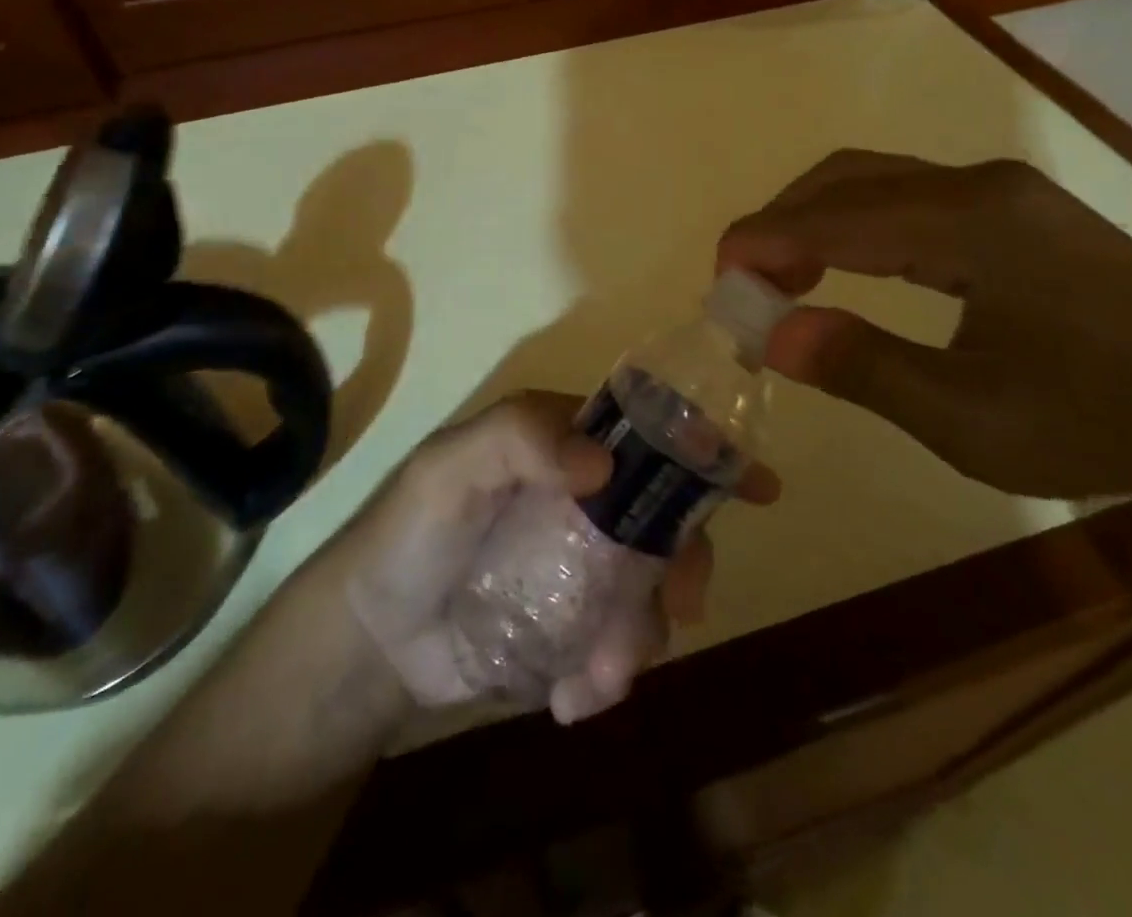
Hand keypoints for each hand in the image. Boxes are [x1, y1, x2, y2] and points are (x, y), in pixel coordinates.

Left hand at [346, 392, 779, 723]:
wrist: (374, 639)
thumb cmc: (409, 535)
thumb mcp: (450, 469)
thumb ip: (519, 441)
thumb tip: (603, 463)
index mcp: (562, 446)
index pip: (644, 434)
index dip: (702, 452)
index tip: (756, 486)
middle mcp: (585, 498)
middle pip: (666, 518)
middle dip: (685, 563)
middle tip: (681, 607)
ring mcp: (585, 565)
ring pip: (653, 590)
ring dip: (639, 635)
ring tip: (595, 672)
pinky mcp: (577, 626)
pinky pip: (623, 648)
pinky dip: (610, 675)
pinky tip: (570, 696)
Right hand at [717, 151, 1131, 504]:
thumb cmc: (1103, 425)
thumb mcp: (970, 419)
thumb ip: (863, 368)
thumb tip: (771, 334)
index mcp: (972, 221)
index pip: (836, 215)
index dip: (765, 239)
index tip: (719, 276)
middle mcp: (983, 185)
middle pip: (850, 178)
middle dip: (783, 221)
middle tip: (748, 281)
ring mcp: (1005, 193)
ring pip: (878, 182)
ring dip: (818, 220)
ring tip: (785, 278)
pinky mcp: (1018, 213)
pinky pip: (913, 200)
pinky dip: (859, 227)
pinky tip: (847, 267)